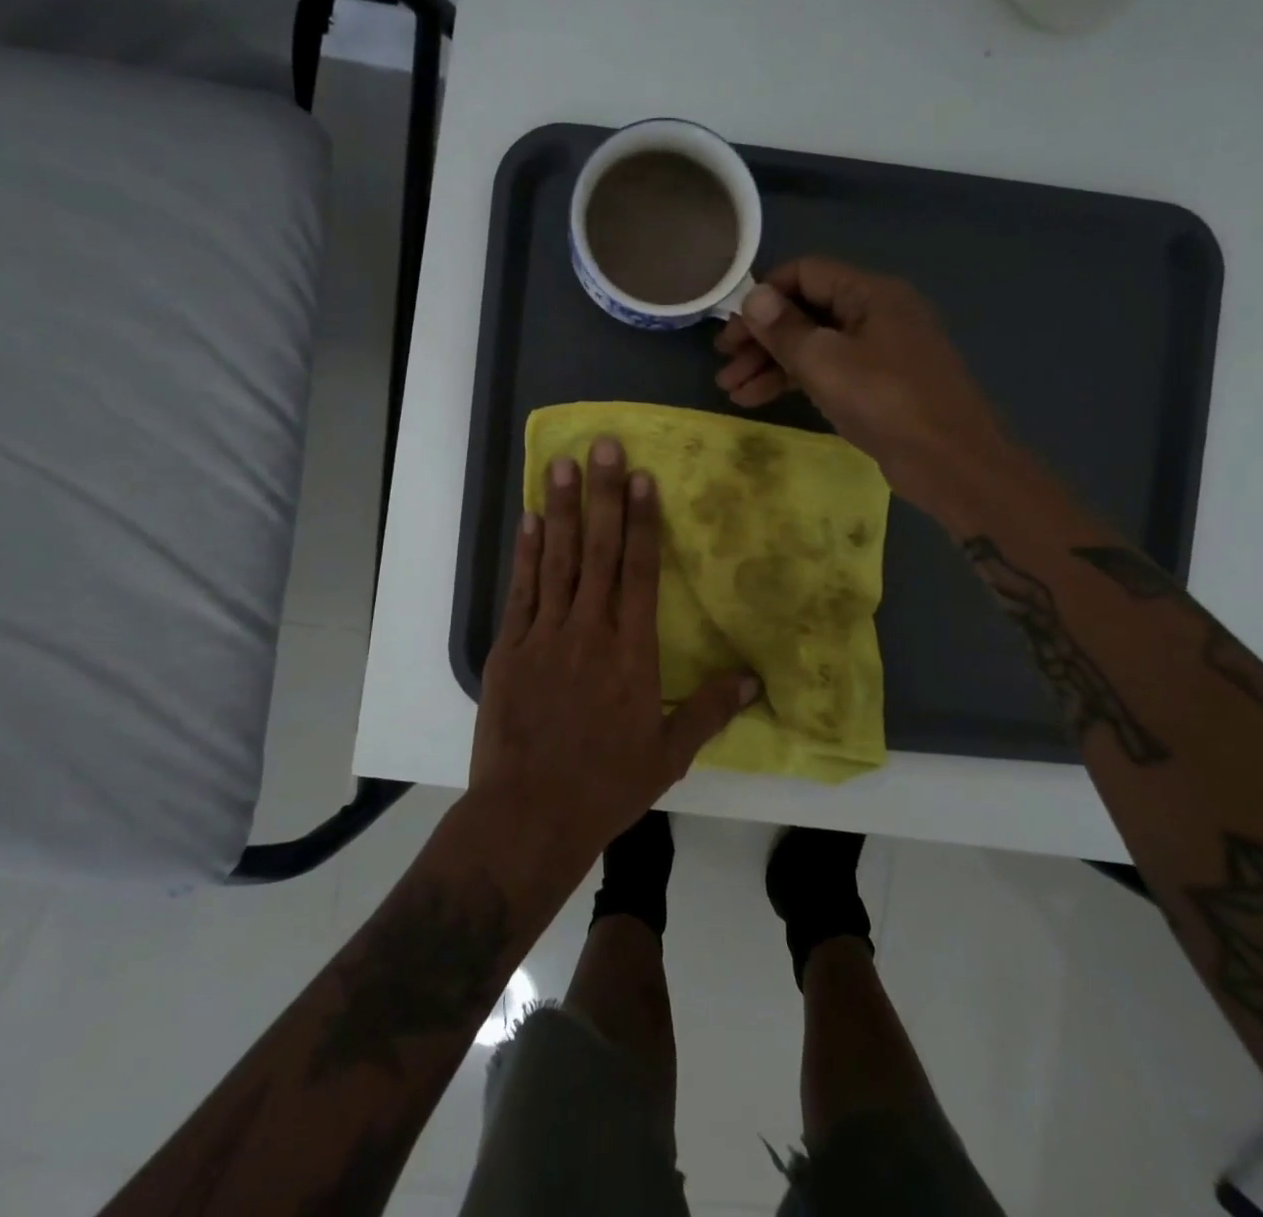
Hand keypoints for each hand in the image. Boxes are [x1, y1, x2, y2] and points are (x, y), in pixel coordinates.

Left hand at [471, 437, 758, 861]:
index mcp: (632, 652)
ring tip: (561, 464)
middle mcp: (590, 631)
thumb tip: (753, 680)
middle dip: (603, 495)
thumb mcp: (669, 754)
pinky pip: (522, 592)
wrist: (529, 815)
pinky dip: (527, 554)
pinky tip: (531, 521)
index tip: (641, 477)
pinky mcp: (509, 650)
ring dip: (561, 510)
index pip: (641, 572)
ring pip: (558, 561)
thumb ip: (710, 710)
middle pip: (600, 552)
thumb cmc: (605, 785)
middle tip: (601, 445)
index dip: (643, 521)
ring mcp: (545, 636)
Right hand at [714, 258, 1004, 520]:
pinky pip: (828, 371)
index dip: (763, 296)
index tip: (731, 329)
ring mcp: (878, 351)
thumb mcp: (825, 362)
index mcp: (870, 293)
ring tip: (730, 391)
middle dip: (761, 338)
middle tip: (723, 365)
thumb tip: (753, 296)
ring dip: (770, 365)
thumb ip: (784, 329)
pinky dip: (794, 382)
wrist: (949, 462)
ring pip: (814, 346)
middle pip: (806, 312)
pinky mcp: (877, 385)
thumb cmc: (885, 402)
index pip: (805, 273)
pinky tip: (758, 400)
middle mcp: (875, 313)